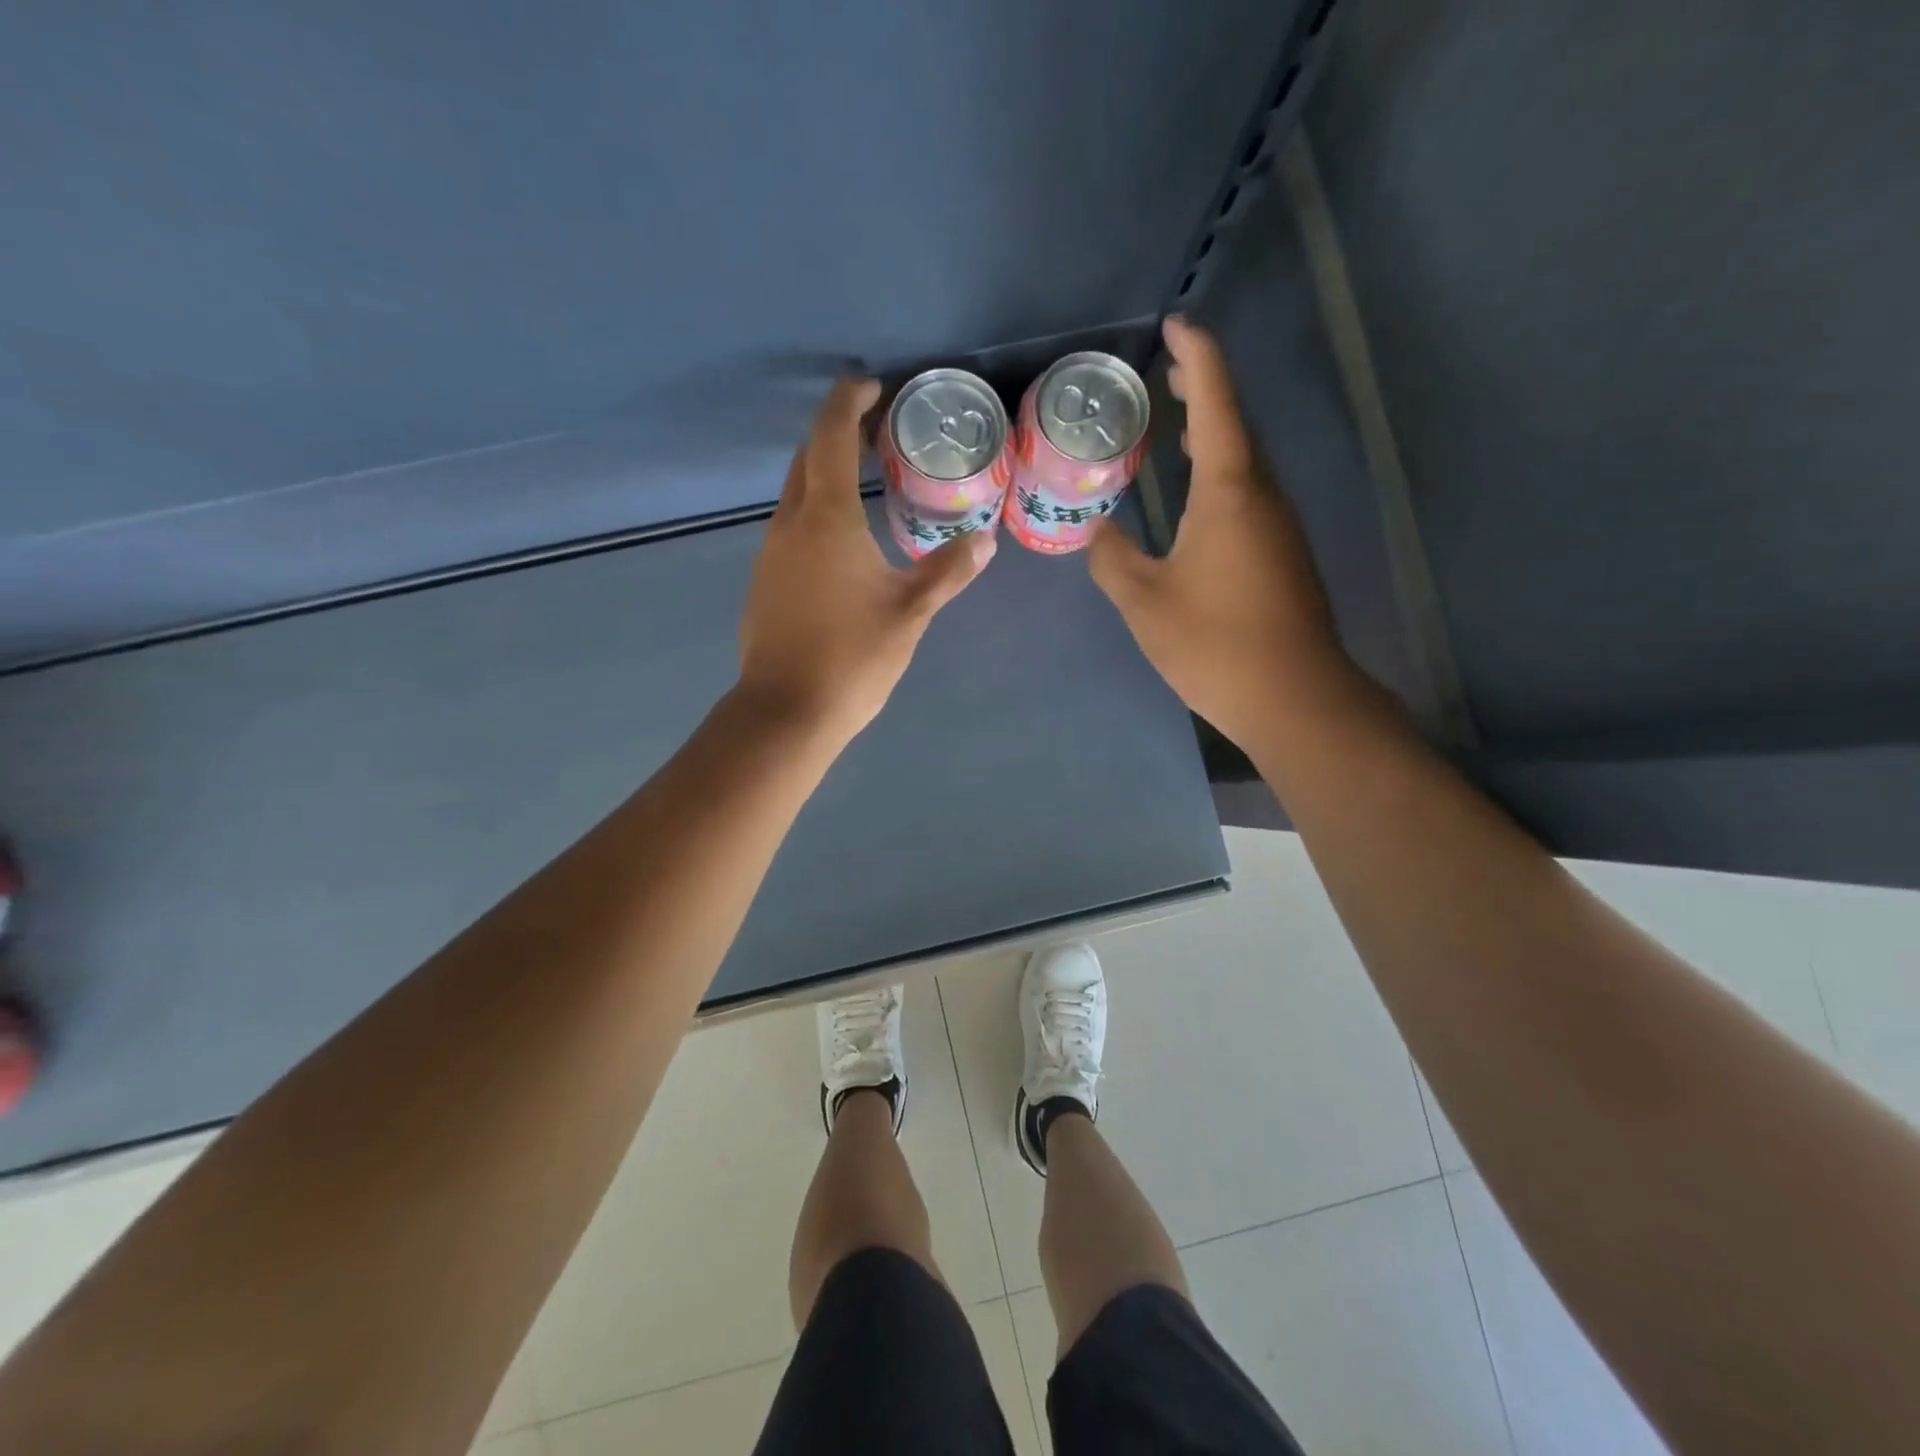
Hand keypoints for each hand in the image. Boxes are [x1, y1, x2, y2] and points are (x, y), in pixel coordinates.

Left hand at [737, 378, 995, 745]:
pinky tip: (843, 541)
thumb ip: (947, 571)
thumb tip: (985, 540)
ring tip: (865, 479)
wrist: (787, 713)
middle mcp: (789, 526)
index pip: (830, 438)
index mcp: (824, 520)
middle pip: (806, 460)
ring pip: (795, 496)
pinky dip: (816, 513)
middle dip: (836, 434)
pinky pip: (791, 529)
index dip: (848, 403)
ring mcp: (770, 556)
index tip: (872, 386)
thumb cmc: (852, 657)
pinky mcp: (765, 584)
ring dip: (825, 475)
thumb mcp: (910, 613)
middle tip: (876, 430)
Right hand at [1088, 316, 1352, 748]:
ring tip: (1174, 427)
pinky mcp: (1283, 554)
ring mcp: (1279, 525)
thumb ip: (1112, 559)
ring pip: (1245, 462)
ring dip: (1212, 435)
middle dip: (1202, 390)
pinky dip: (1220, 476)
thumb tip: (1097, 532)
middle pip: (1235, 424)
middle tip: (1165, 372)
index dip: (1196, 356)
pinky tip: (1196, 497)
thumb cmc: (1214, 643)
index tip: (1175, 326)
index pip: (1215, 403)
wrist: (1294, 697)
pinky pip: (1249, 494)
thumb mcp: (1145, 602)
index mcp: (1229, 491)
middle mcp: (1263, 495)